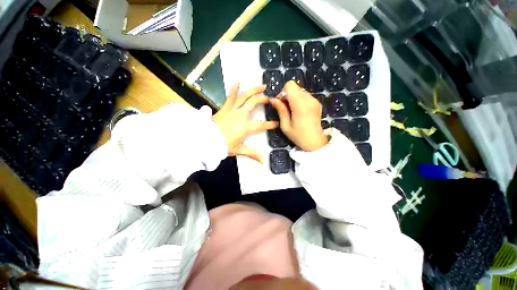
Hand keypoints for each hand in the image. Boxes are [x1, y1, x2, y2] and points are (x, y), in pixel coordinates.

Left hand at [213, 82, 277, 162]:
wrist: (205, 140)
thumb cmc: (222, 145)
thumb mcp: (238, 150)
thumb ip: (251, 153)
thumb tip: (262, 160)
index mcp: (245, 127)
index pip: (261, 125)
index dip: (270, 124)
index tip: (277, 123)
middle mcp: (241, 115)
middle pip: (254, 103)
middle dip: (263, 99)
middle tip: (269, 98)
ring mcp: (232, 109)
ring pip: (244, 96)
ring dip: (253, 90)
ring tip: (261, 86)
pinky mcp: (225, 107)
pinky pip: (230, 96)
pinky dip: (234, 88)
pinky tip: (238, 80)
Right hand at [271, 81, 327, 151]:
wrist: (315, 141)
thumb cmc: (298, 136)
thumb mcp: (285, 126)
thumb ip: (280, 110)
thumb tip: (273, 99)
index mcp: (300, 105)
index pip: (290, 85)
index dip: (283, 92)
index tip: (281, 103)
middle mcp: (309, 99)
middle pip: (295, 87)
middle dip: (287, 95)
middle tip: (285, 108)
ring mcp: (314, 100)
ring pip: (300, 91)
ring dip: (293, 98)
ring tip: (293, 111)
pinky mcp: (317, 102)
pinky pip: (305, 95)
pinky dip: (300, 100)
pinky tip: (300, 112)